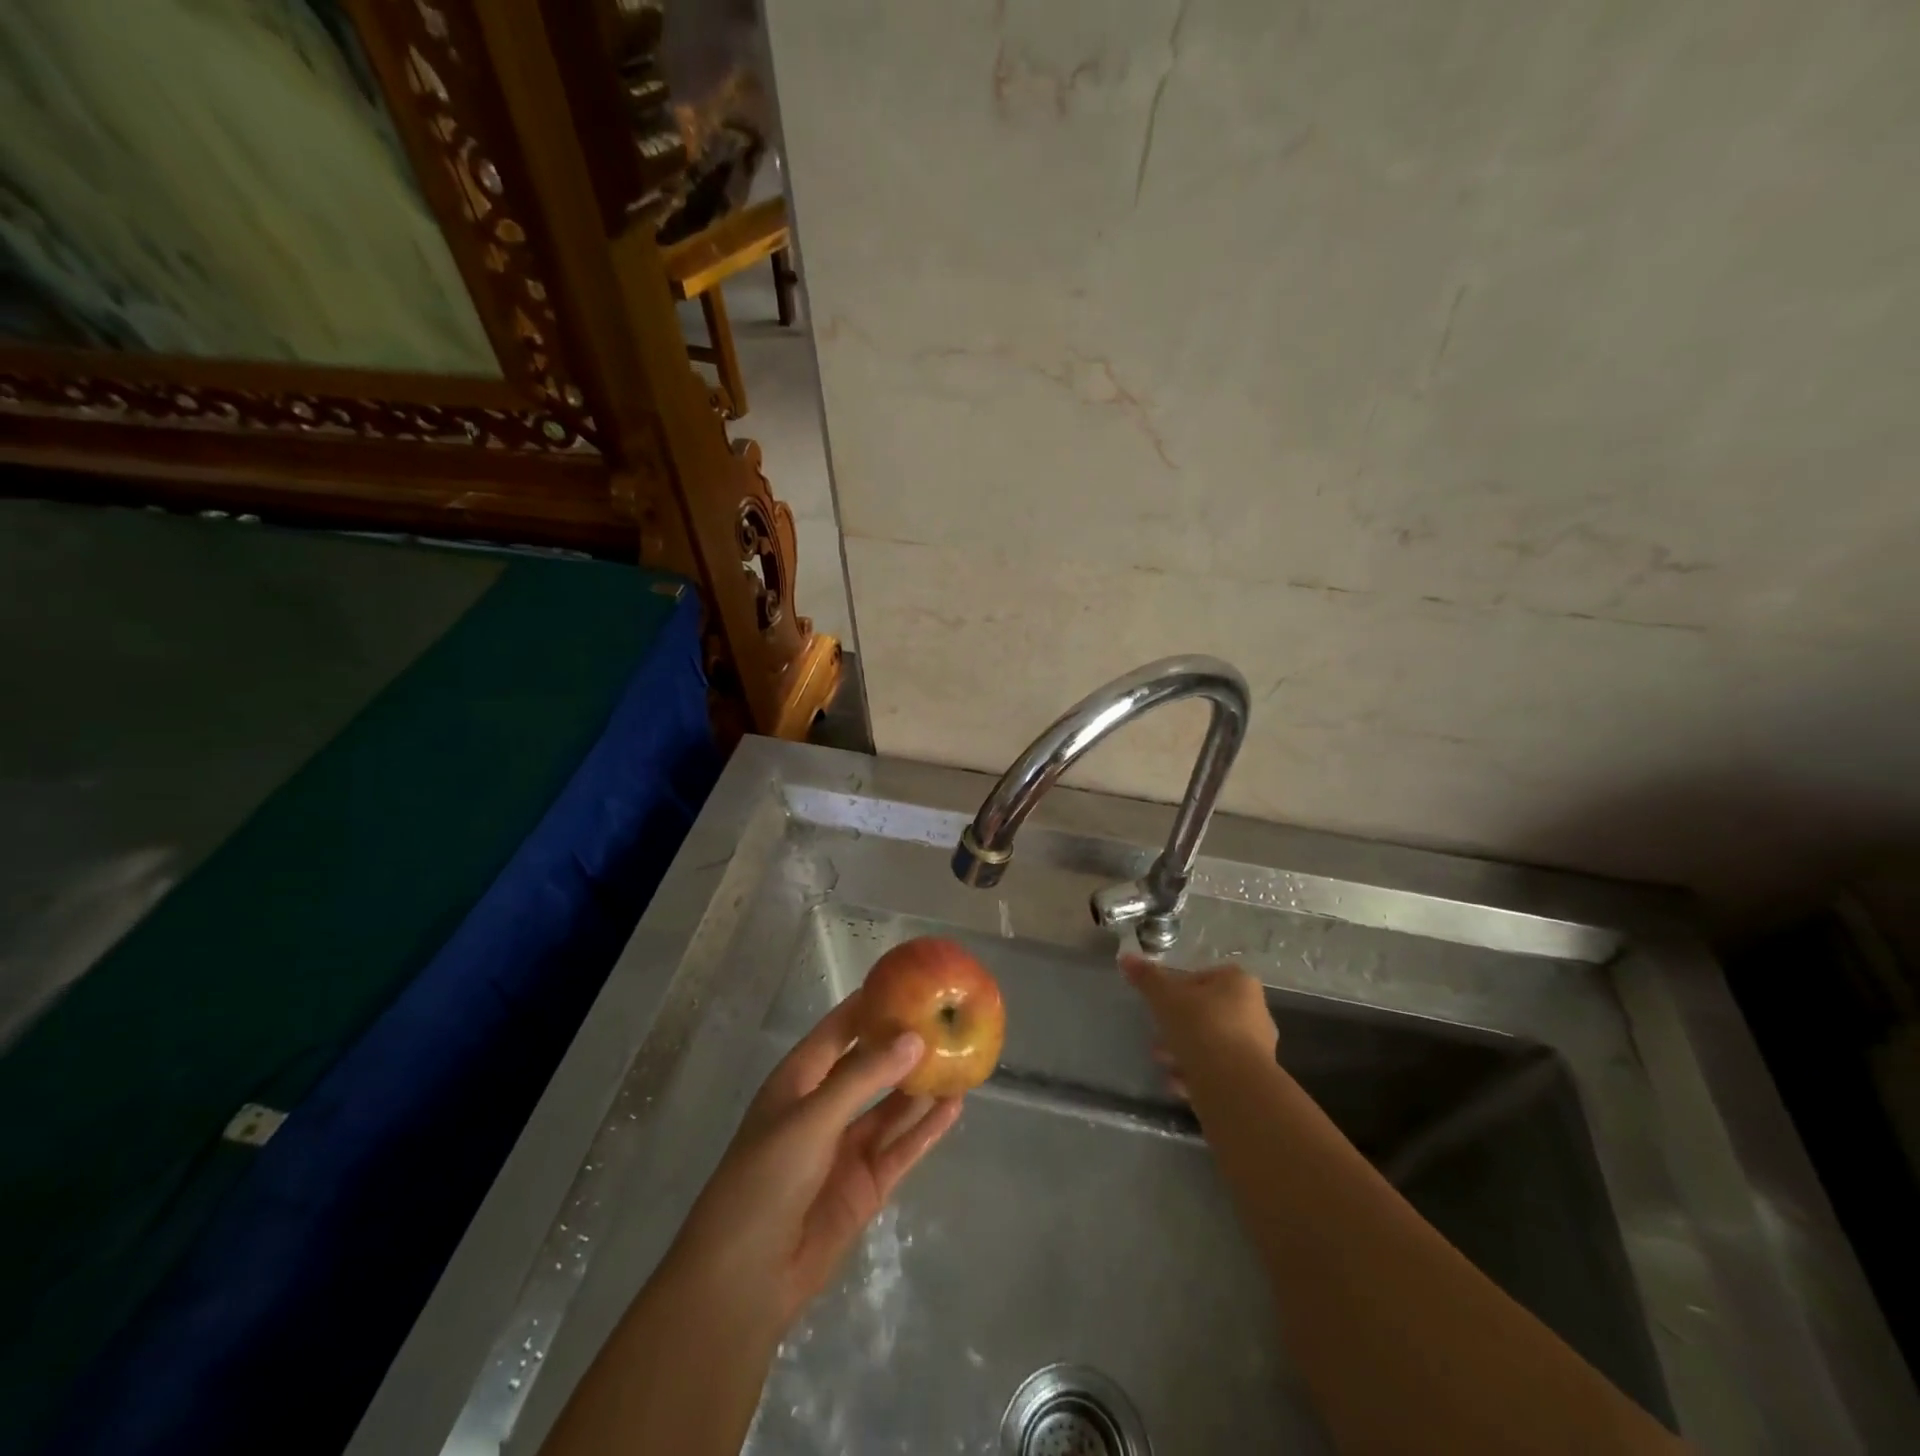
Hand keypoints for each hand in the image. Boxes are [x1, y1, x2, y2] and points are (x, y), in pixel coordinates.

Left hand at [663, 989, 963, 1330]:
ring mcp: (845, 1148)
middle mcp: (823, 1107)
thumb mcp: (811, 1118)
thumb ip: (863, 1078)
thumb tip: (914, 1038)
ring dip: (921, 1086)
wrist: (744, 1280)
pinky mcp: (865, 1184)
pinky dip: (927, 1128)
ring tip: (960, 1058)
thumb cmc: (764, 1180)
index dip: (869, 1005)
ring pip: (891, 1107)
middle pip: (870, 1066)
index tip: (907, 983)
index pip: (838, 1030)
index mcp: (798, 1081)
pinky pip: (902, 1147)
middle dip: (903, 1045)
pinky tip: (955, 1107)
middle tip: (946, 1020)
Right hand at [1120, 954, 1277, 1098]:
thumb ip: (1147, 978)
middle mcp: (1255, 1012)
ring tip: (1162, 1061)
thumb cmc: (1201, 1027)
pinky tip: (1176, 1082)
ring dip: (1185, 1050)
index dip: (1178, 989)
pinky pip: (1218, 1069)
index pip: (1203, 977)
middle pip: (1207, 1012)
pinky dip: (1196, 1074)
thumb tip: (1126, 957)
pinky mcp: (1252, 1079)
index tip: (1160, 1003)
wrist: (1232, 1086)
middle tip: (1157, 1035)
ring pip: (1211, 1042)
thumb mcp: (1165, 997)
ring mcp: (1257, 1048)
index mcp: (1240, 984)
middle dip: (1179, 1024)